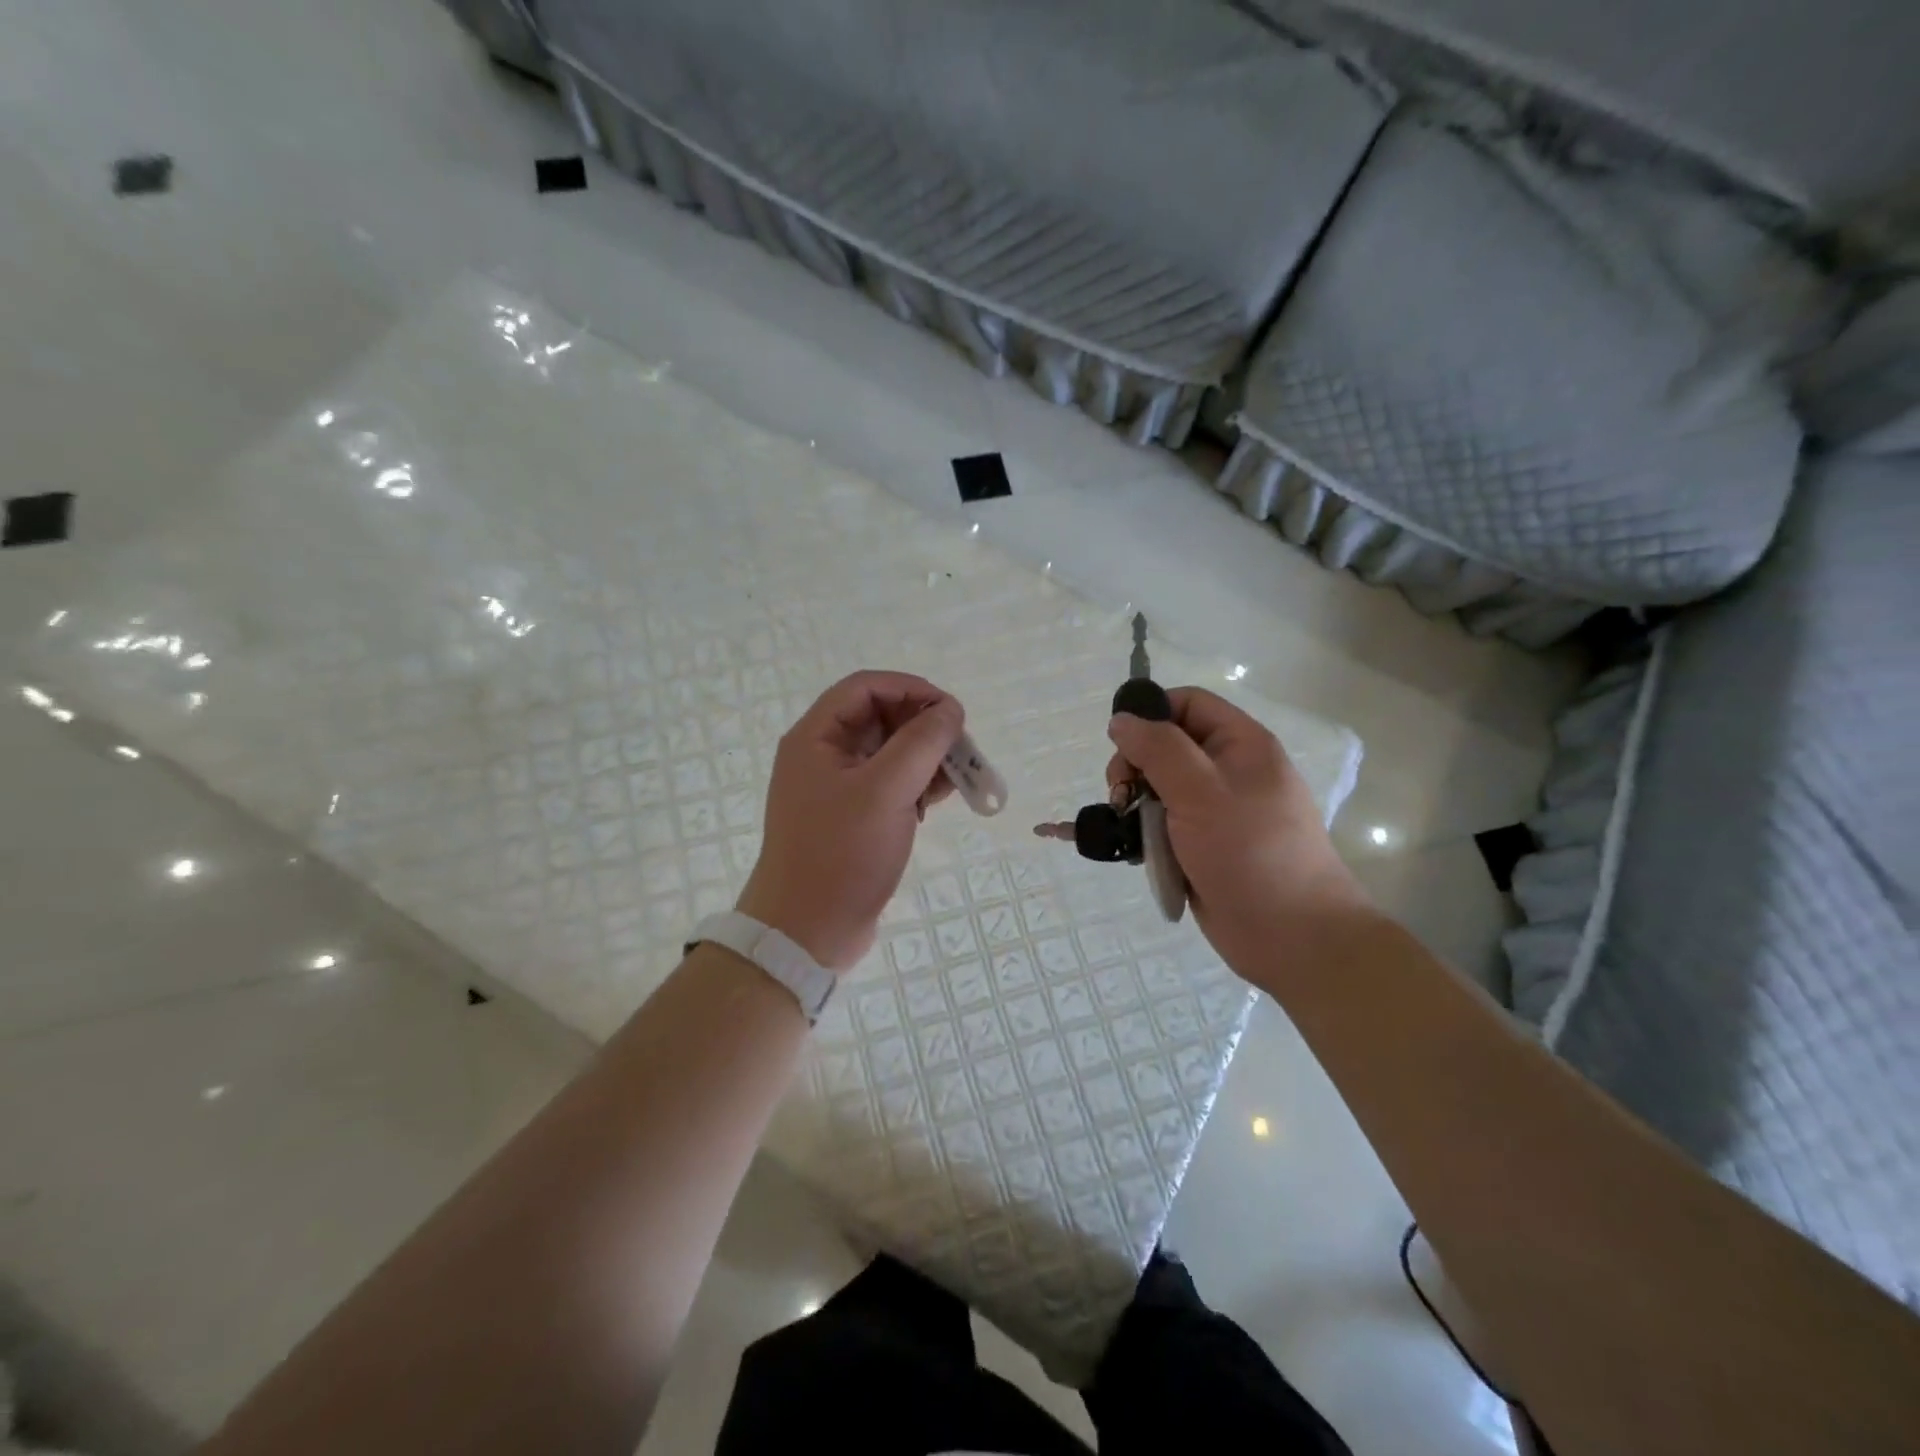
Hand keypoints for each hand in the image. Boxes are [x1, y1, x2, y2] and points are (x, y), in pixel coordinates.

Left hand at [737, 670, 964, 972]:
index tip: (951, 710)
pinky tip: (940, 800)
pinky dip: (917, 785)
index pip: (866, 687)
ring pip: (890, 753)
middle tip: (961, 747)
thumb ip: (922, 742)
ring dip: (926, 758)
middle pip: (880, 718)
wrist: (806, 932)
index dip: (911, 689)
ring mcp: (838, 789)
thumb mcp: (886, 790)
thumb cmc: (841, 854)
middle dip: (924, 727)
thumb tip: (950, 709)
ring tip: (959, 777)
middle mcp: (824, 755)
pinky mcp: (853, 818)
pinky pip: (890, 785)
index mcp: (816, 737)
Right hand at [1106, 688, 1366, 968]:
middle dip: (1136, 766)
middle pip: (1167, 746)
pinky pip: (1165, 826)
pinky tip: (1136, 850)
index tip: (1120, 744)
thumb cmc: (1249, 852)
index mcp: (1241, 745)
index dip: (1151, 714)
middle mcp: (1230, 772)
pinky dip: (1147, 834)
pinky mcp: (1204, 847)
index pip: (1188, 704)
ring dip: (1137, 804)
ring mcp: (1217, 811)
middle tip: (1120, 794)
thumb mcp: (1200, 790)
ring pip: (1161, 789)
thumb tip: (1122, 720)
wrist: (1291, 936)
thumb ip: (1158, 749)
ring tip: (1126, 826)